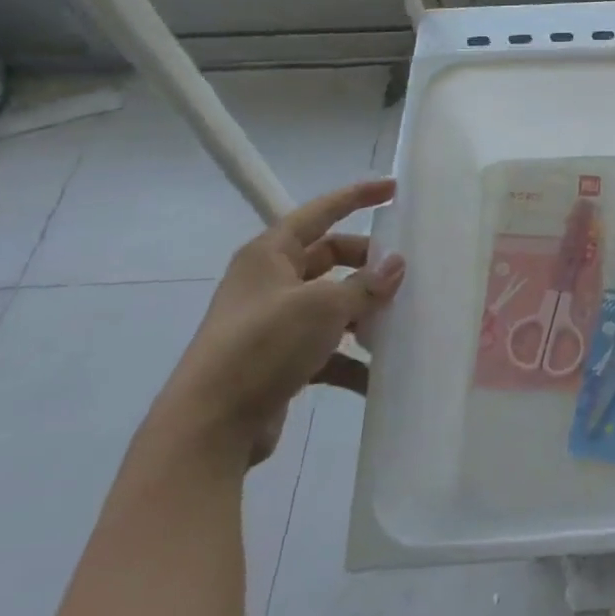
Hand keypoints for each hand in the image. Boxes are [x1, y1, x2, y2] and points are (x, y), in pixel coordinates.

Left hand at [151, 180, 404, 465]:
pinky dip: (351, 359)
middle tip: (404, 274)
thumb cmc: (263, 346)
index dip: (356, 197)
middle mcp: (270, 282)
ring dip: (365, 314)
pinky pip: (327, 349)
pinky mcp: (280, 361)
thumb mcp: (323, 306)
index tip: (393, 188)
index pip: (320, 212)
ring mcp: (274, 323)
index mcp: (270, 255)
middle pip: (330, 259)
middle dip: (368, 265)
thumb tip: (396, 265)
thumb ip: (365, 285)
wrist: (210, 426)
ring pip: (332, 305)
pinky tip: (378, 375)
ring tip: (400, 322)